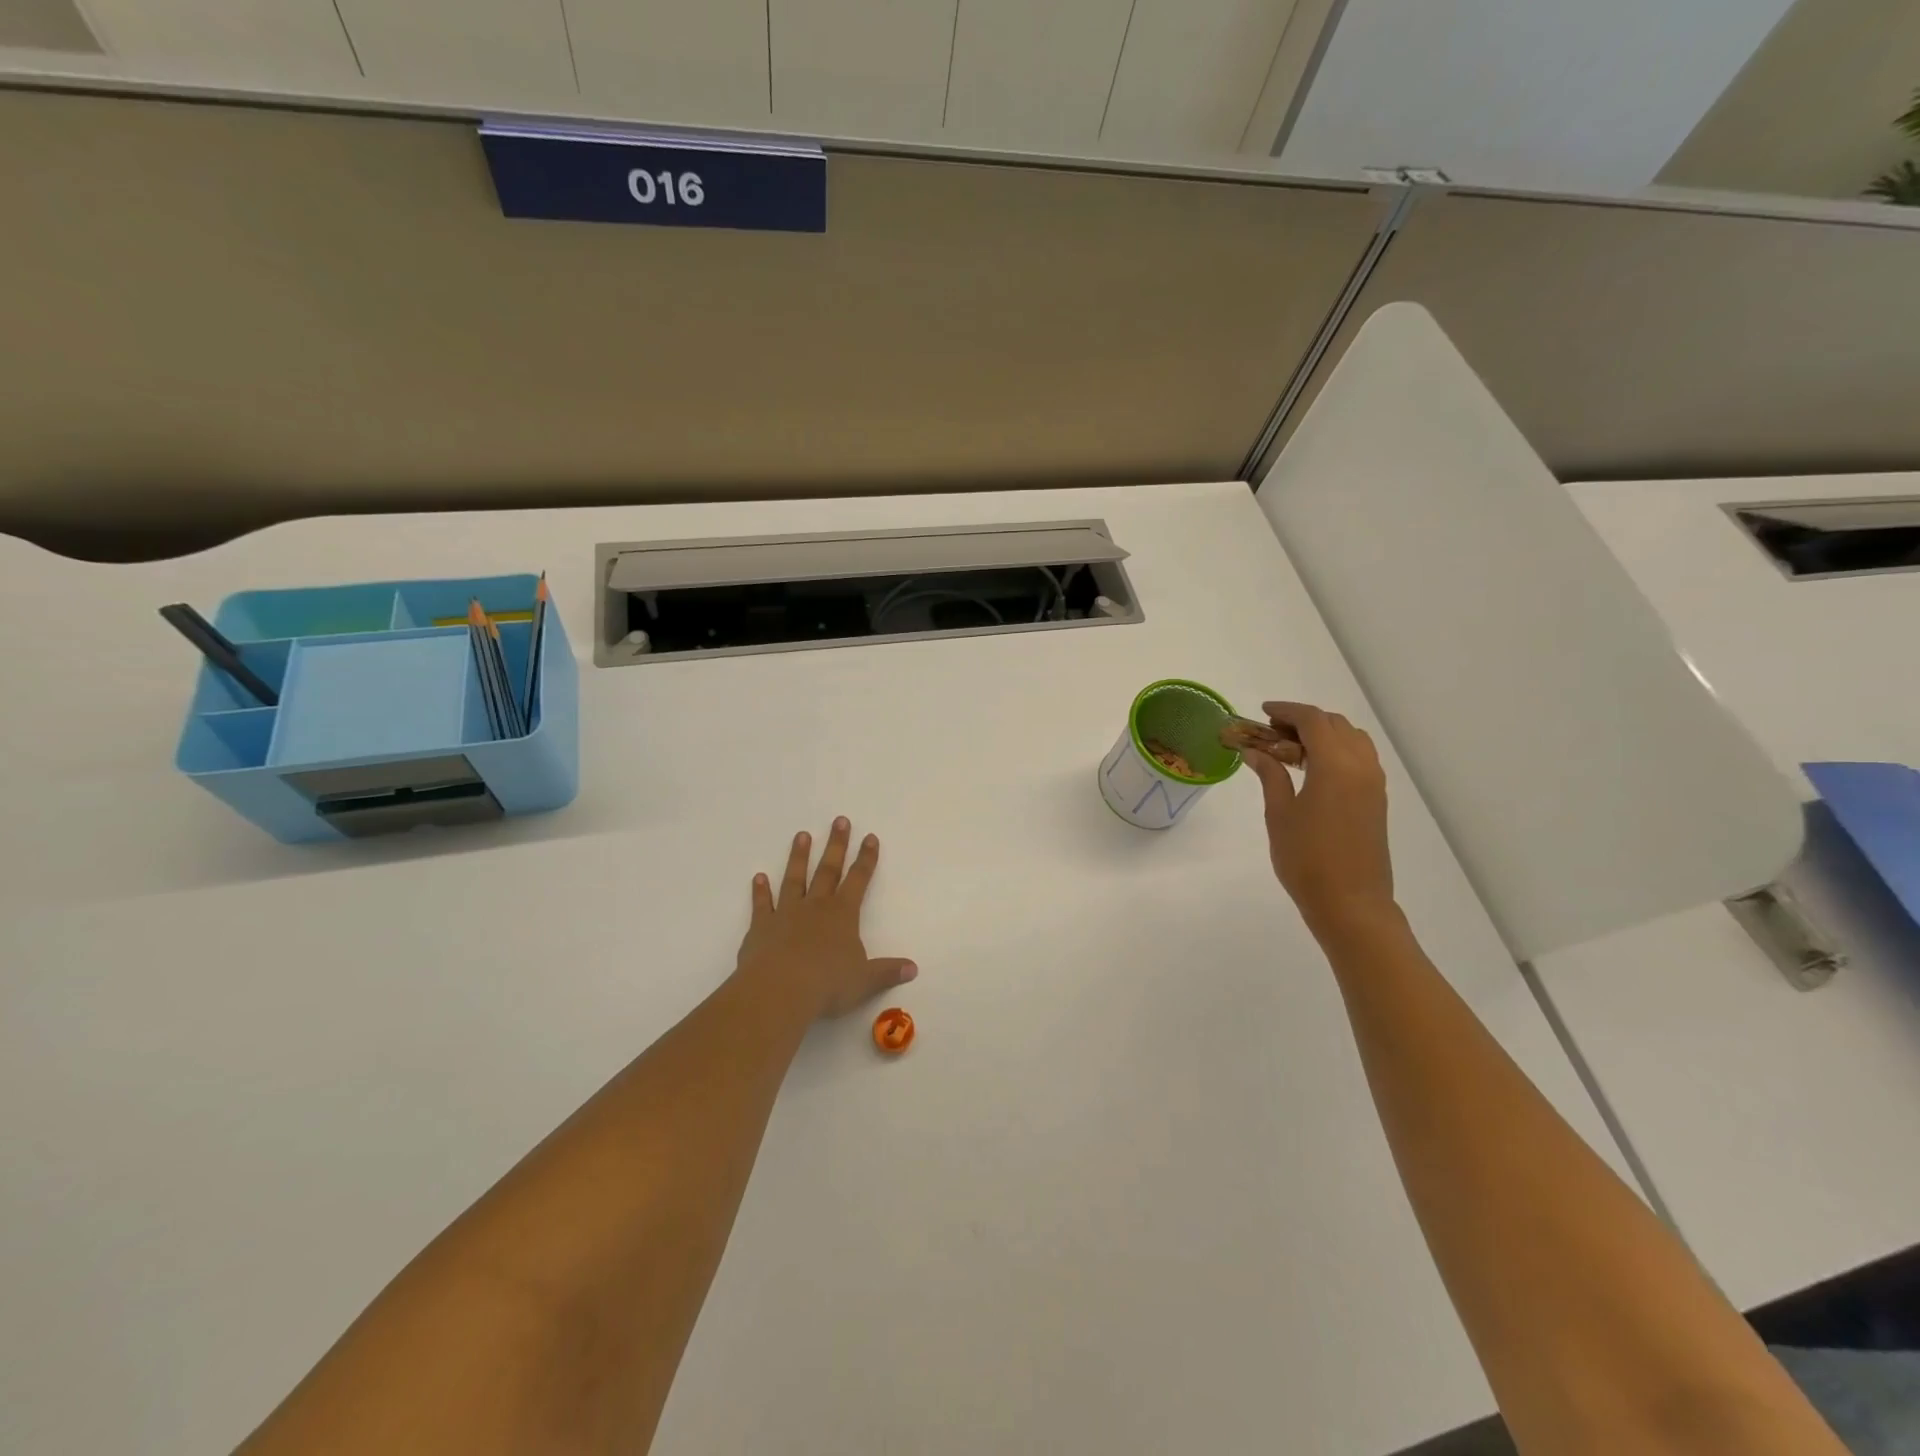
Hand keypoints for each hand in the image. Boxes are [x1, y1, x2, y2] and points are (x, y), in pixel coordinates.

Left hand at [733, 818, 916, 1020]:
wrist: (779, 990)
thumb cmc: (827, 984)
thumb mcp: (864, 980)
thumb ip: (887, 971)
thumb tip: (913, 968)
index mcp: (843, 914)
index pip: (859, 880)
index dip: (866, 859)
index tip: (870, 837)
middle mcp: (815, 907)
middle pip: (828, 869)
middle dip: (836, 845)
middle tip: (839, 820)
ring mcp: (786, 914)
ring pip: (794, 879)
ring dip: (799, 857)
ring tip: (801, 835)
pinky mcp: (761, 928)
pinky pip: (763, 904)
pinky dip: (760, 891)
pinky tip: (759, 877)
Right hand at [1242, 702, 1395, 938]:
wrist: (1350, 903)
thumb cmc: (1306, 859)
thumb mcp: (1279, 814)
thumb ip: (1270, 775)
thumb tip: (1255, 751)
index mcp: (1335, 765)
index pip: (1313, 720)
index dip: (1287, 711)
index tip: (1262, 712)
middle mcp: (1361, 766)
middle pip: (1335, 725)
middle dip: (1303, 721)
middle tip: (1271, 733)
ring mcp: (1374, 783)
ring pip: (1352, 739)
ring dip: (1323, 735)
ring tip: (1290, 750)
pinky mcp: (1377, 800)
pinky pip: (1359, 758)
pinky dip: (1336, 751)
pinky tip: (1311, 770)